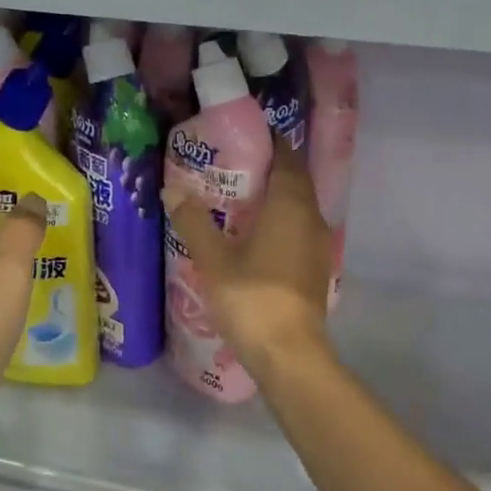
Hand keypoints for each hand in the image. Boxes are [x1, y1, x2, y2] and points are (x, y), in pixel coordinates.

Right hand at [165, 143, 331, 378]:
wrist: (289, 353)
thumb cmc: (252, 298)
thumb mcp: (214, 259)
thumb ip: (193, 221)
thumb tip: (172, 189)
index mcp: (291, 205)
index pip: (286, 157)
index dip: (269, 143)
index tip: (242, 137)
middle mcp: (311, 217)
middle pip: (294, 180)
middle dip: (268, 170)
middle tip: (231, 166)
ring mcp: (317, 244)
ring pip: (298, 207)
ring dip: (274, 197)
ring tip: (237, 198)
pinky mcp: (315, 267)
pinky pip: (298, 229)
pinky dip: (279, 222)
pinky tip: (253, 235)